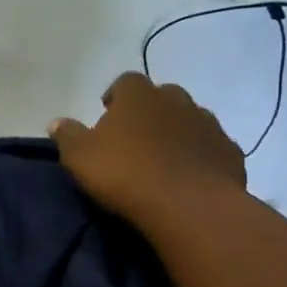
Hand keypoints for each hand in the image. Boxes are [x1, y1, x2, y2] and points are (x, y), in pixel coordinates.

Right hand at [48, 72, 244, 217]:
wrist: (187, 205)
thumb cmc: (124, 173)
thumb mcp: (79, 156)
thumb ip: (67, 135)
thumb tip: (56, 122)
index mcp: (138, 96)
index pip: (125, 81)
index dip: (116, 96)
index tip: (107, 114)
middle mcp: (177, 100)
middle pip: (162, 97)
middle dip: (149, 112)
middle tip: (135, 139)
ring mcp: (208, 125)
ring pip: (190, 120)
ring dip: (177, 133)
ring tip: (162, 160)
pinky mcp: (230, 153)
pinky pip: (211, 148)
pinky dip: (200, 157)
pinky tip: (189, 177)